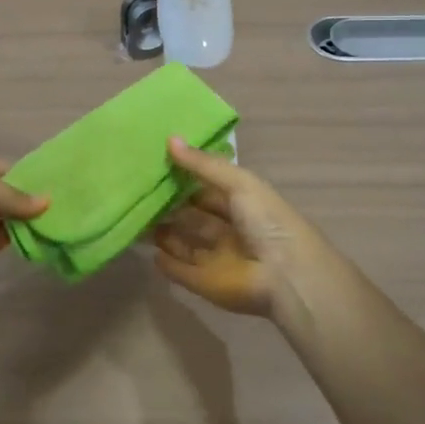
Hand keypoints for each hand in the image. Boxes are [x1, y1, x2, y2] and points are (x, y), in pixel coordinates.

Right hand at [152, 138, 321, 317]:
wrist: (286, 276)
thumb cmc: (267, 221)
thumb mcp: (239, 183)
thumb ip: (203, 164)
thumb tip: (170, 139)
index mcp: (244, 205)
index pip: (209, 190)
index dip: (186, 179)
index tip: (157, 166)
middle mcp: (230, 231)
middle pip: (195, 217)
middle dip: (171, 207)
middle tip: (140, 193)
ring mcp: (218, 259)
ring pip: (185, 243)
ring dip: (164, 233)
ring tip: (138, 219)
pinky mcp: (206, 284)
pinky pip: (181, 272)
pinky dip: (167, 264)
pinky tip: (150, 252)